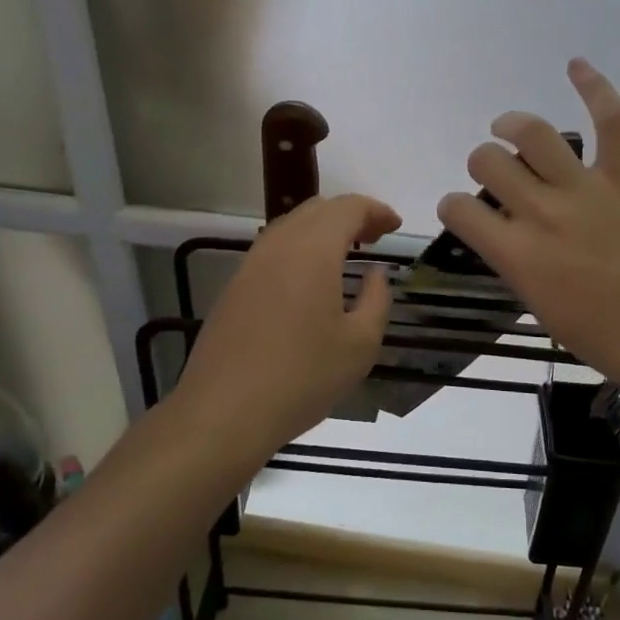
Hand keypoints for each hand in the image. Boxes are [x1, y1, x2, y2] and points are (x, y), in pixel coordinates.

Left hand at [174, 193, 400, 452]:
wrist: (223, 411)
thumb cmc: (302, 377)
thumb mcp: (360, 344)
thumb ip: (377, 299)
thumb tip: (376, 274)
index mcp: (313, 249)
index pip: (348, 208)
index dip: (376, 211)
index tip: (395, 227)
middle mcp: (279, 244)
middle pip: (318, 209)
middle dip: (351, 216)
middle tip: (375, 238)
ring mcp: (251, 263)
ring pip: (292, 226)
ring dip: (323, 230)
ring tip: (346, 255)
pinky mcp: (234, 285)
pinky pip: (274, 248)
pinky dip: (300, 248)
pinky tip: (310, 279)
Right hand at [437, 59, 619, 414]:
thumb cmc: (604, 338)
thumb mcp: (541, 307)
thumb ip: (516, 262)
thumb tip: (506, 232)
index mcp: (518, 253)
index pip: (460, 210)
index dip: (453, 207)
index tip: (463, 211)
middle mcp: (543, 212)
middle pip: (489, 161)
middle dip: (482, 163)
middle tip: (496, 174)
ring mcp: (587, 189)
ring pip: (534, 134)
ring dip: (512, 125)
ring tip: (508, 127)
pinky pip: (611, 121)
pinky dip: (594, 87)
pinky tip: (576, 65)